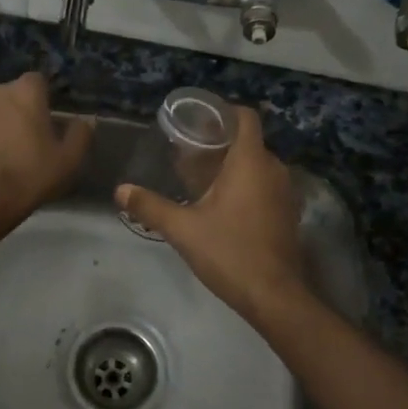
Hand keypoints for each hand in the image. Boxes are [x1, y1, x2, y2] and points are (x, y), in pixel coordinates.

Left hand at [0, 72, 91, 230]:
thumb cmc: (30, 175)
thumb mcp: (70, 160)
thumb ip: (80, 134)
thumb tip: (82, 122)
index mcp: (24, 92)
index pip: (38, 81)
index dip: (44, 98)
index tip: (48, 121)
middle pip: (11, 95)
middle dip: (19, 110)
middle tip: (29, 138)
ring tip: (5, 152)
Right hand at [116, 105, 309, 325]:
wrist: (274, 296)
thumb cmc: (229, 252)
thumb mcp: (183, 229)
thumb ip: (150, 206)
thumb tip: (120, 190)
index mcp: (250, 162)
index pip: (245, 117)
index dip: (223, 112)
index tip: (198, 121)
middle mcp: (273, 169)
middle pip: (248, 141)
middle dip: (220, 142)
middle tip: (189, 152)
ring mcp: (285, 192)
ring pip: (257, 164)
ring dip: (233, 165)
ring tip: (201, 177)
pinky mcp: (287, 213)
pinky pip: (266, 184)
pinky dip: (247, 184)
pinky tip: (223, 204)